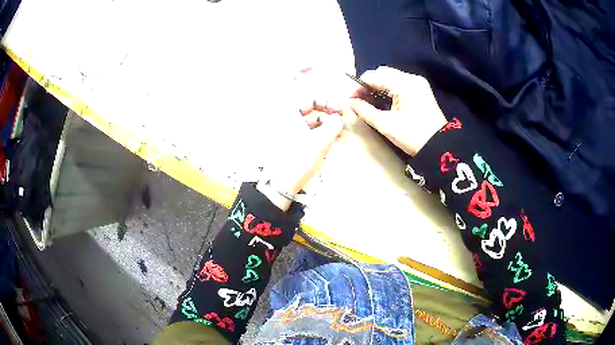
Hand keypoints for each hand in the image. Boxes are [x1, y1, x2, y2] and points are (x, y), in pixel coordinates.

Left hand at [258, 69, 343, 210]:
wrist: (278, 188)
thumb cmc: (294, 162)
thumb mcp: (317, 143)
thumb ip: (332, 126)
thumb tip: (340, 117)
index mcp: (284, 111)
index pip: (289, 84)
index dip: (300, 70)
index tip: (314, 63)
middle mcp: (283, 116)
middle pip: (306, 101)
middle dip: (324, 104)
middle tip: (340, 112)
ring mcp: (286, 128)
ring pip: (308, 115)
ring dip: (323, 117)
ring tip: (338, 125)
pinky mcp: (289, 139)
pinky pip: (305, 127)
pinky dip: (317, 127)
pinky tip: (330, 133)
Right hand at [349, 66, 446, 155]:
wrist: (440, 146)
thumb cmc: (413, 136)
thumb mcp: (386, 125)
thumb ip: (365, 111)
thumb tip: (349, 103)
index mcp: (404, 84)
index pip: (374, 76)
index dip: (358, 86)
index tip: (350, 99)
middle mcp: (411, 78)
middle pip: (382, 73)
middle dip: (368, 84)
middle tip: (359, 99)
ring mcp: (418, 82)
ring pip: (391, 76)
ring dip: (378, 86)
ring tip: (369, 101)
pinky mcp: (421, 89)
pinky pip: (400, 82)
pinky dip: (389, 88)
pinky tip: (383, 100)